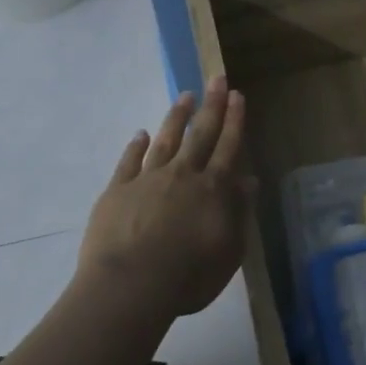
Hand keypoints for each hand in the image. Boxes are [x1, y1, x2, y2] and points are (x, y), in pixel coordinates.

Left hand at [78, 77, 255, 317]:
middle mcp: (183, 175)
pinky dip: (136, 145)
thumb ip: (238, 213)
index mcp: (213, 189)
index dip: (235, 121)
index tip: (237, 95)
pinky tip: (141, 134)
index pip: (228, 147)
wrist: (130, 286)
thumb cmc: (189, 276)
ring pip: (166, 140)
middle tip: (216, 79)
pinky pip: (129, 161)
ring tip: (184, 96)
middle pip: (200, 134)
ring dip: (177, 117)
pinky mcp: (117, 191)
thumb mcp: (229, 250)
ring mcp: (147, 179)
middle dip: (211, 105)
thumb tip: (248, 181)